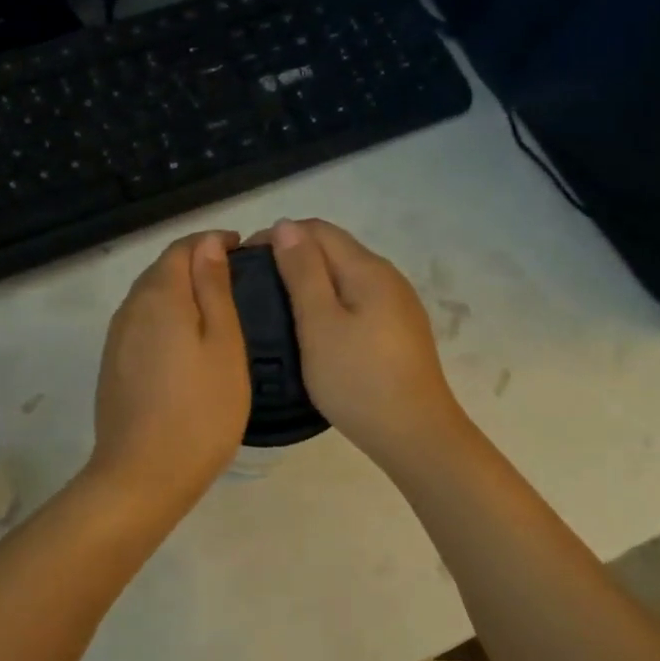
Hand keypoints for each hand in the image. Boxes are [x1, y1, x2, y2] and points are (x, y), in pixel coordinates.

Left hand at [88, 230, 250, 507]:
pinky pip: (142, 324)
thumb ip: (214, 290)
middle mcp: (130, 309)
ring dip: (180, 292)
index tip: (243, 251)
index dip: (212, 242)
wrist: (143, 476)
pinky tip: (187, 342)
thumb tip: (209, 244)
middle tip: (237, 279)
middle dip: (196, 264)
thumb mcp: (224, 346)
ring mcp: (117, 339)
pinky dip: (167, 319)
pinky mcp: (113, 365)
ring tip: (217, 309)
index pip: (182, 248)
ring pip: (150, 298)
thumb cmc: (200, 412)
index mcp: (159, 296)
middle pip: (162, 270)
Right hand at [265, 218, 468, 474]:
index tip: (245, 261)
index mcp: (368, 269)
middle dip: (293, 256)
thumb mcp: (320, 324)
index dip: (278, 235)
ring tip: (278, 308)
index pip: (318, 229)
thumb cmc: (358, 379)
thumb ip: (303, 272)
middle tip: (256, 287)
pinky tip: (314, 330)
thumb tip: (285, 226)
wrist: (414, 434)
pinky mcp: (399, 332)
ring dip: (311, 281)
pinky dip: (331, 304)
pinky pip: (358, 302)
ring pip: (346, 277)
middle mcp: (388, 277)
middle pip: (334, 249)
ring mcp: (398, 306)